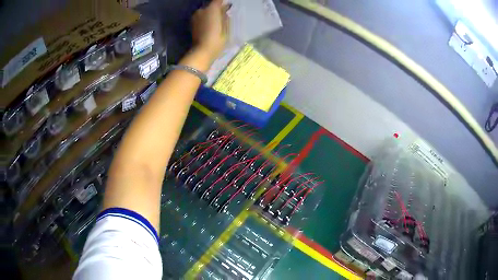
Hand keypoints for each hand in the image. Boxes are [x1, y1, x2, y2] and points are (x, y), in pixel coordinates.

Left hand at [191, 0, 229, 61]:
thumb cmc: (217, 39)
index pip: (218, 0)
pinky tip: (210, 26)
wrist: (202, 51)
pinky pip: (201, 18)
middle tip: (223, 15)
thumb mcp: (226, 28)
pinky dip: (206, 19)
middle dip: (217, 9)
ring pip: (205, 12)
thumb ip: (225, 16)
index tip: (228, 6)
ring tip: (217, 22)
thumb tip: (225, 10)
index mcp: (212, 9)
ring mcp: (195, 17)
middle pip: (211, 6)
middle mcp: (202, 10)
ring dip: (211, 14)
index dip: (223, 3)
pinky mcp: (192, 24)